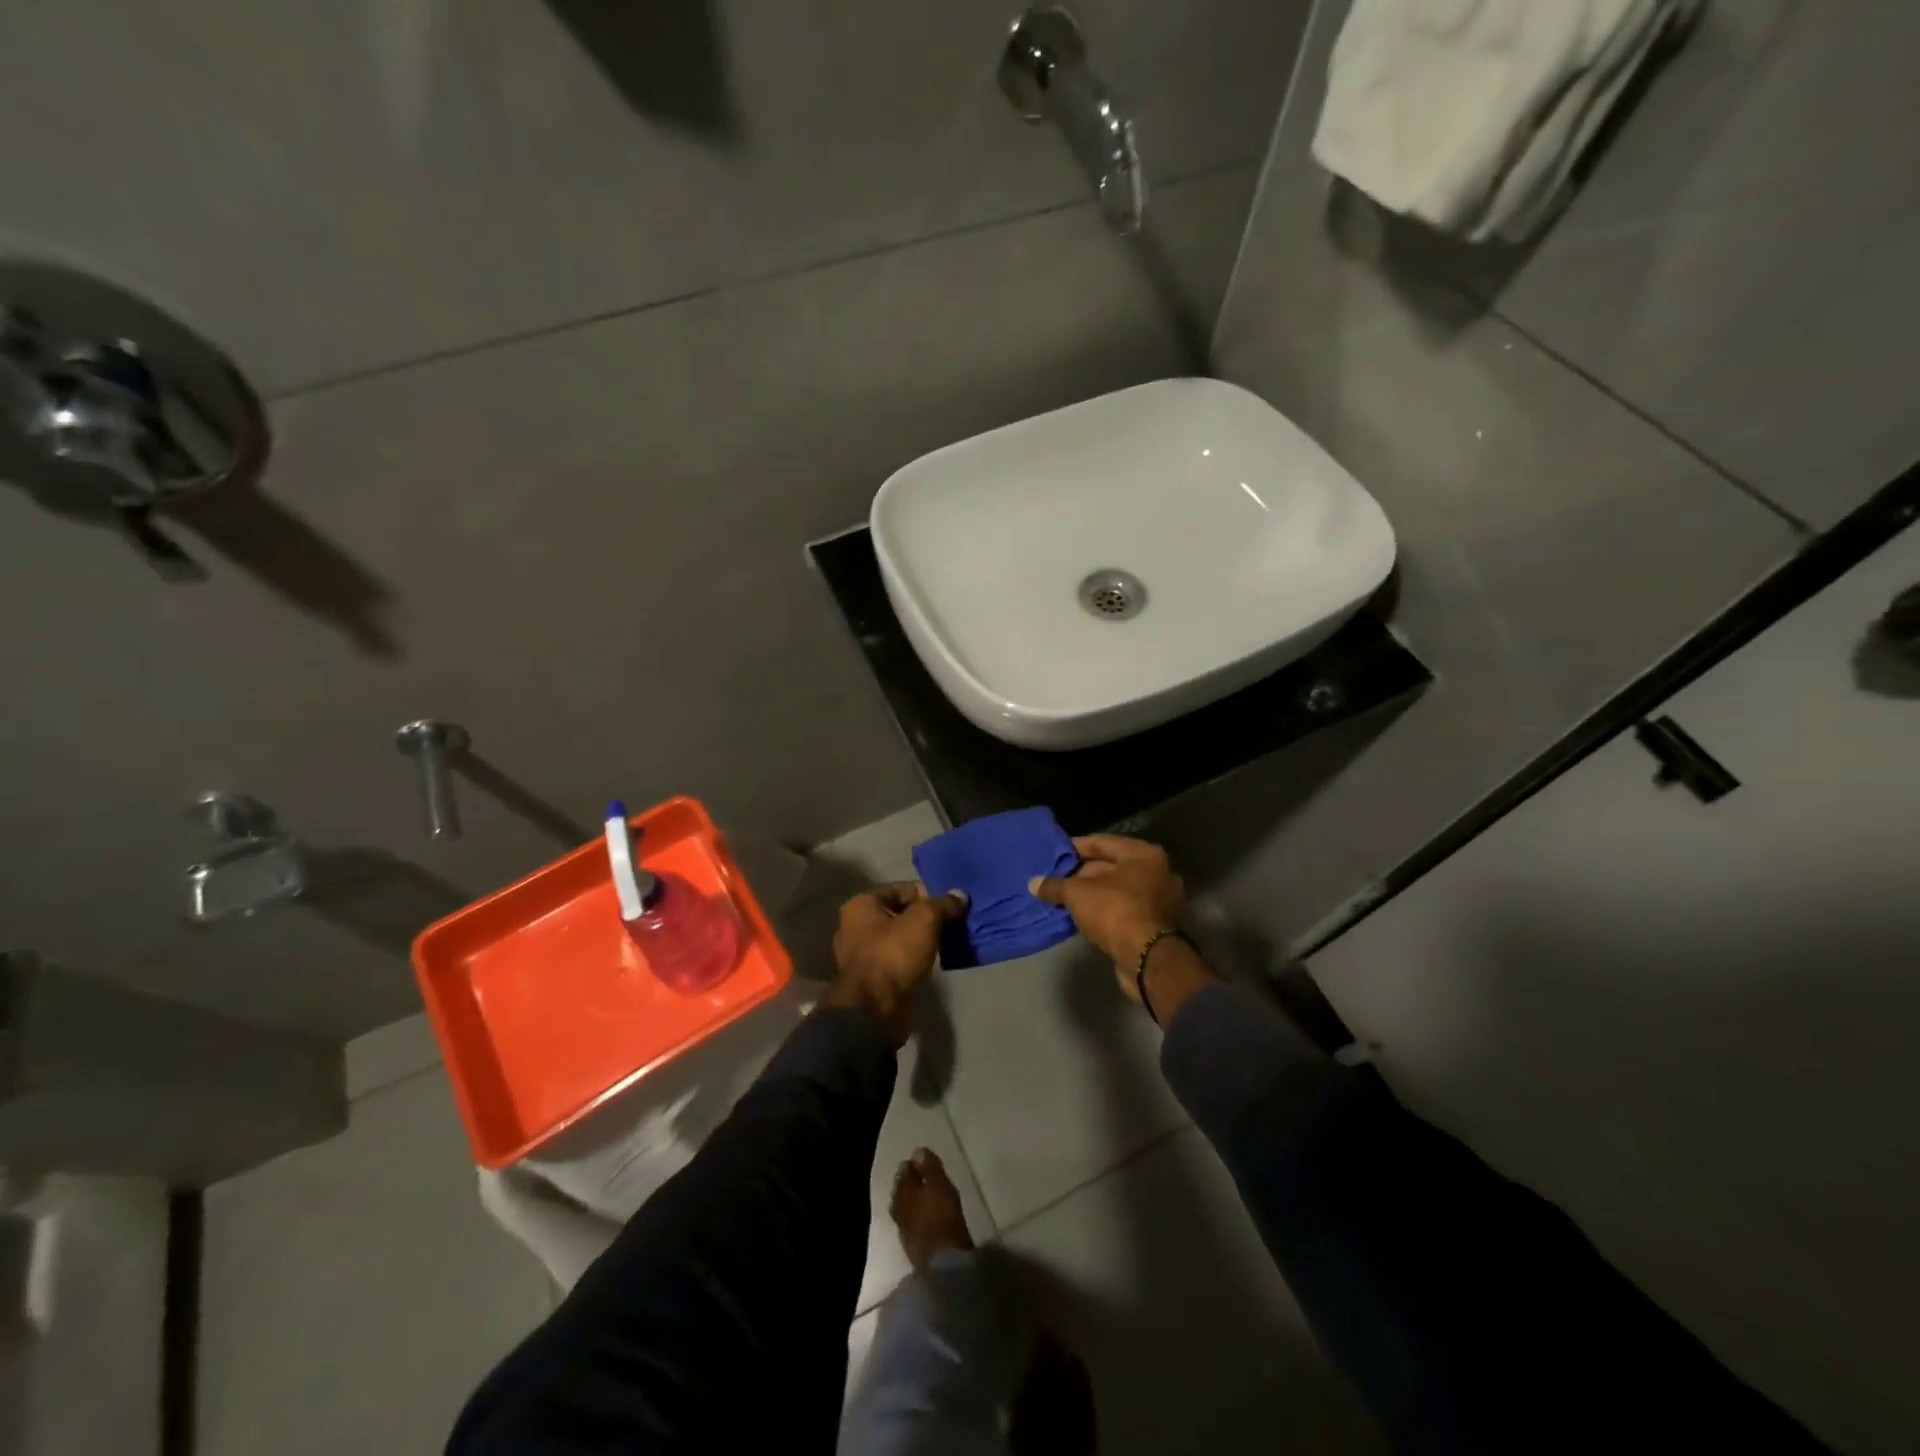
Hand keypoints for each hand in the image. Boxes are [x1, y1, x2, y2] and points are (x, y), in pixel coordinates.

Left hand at [823, 882, 967, 1043]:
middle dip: (927, 918)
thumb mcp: (924, 919)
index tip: (953, 905)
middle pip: (901, 914)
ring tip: (950, 942)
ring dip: (923, 940)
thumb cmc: (894, 953)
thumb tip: (961, 895)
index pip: (903, 889)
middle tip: (955, 923)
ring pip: (900, 939)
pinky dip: (916, 959)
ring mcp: (861, 955)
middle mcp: (855, 926)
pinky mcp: (872, 979)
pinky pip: (899, 960)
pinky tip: (936, 962)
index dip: (929, 894)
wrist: (875, 1009)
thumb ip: (943, 904)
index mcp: (861, 904)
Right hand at [1029, 834, 1184, 967]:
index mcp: (1143, 854)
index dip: (1075, 847)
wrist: (1147, 959)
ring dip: (1092, 894)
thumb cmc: (1115, 911)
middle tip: (1056, 878)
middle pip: (1112, 866)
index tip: (1054, 853)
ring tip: (1063, 898)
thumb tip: (1033, 883)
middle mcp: (1157, 872)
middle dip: (1082, 873)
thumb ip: (1055, 885)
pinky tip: (1081, 916)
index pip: (1102, 842)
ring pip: (1118, 890)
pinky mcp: (1156, 924)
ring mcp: (1160, 899)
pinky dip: (1105, 910)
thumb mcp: (1077, 894)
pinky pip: (1125, 909)